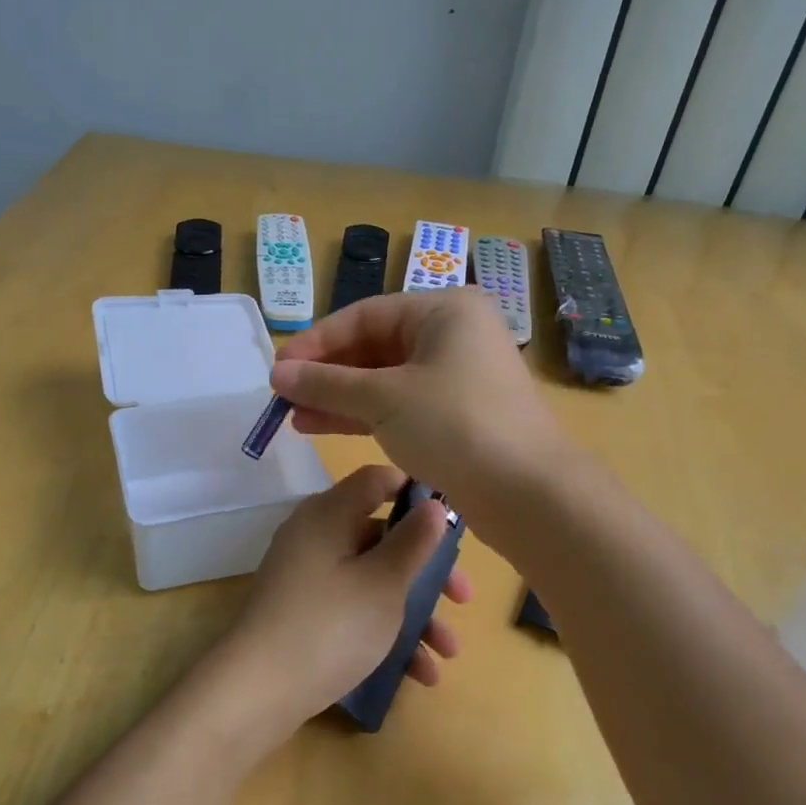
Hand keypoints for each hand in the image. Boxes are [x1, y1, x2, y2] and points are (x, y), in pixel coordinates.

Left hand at [204, 465, 468, 743]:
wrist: (256, 692)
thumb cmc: (330, 626)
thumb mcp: (383, 583)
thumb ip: (413, 541)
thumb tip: (433, 504)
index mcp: (329, 514)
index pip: (377, 481)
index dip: (416, 492)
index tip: (453, 519)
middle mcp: (315, 536)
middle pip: (380, 536)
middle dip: (427, 570)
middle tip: (463, 599)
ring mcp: (306, 577)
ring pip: (371, 580)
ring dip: (414, 613)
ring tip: (448, 653)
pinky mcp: (303, 613)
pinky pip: (352, 609)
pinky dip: (385, 632)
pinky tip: (419, 675)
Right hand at [269, 288, 562, 508]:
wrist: (528, 493)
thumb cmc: (455, 425)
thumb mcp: (384, 399)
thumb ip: (327, 383)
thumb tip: (277, 373)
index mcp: (444, 312)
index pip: (365, 315)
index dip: (317, 341)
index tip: (279, 367)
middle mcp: (452, 336)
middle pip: (374, 346)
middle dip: (326, 373)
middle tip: (283, 395)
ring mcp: (455, 378)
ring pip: (384, 380)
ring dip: (338, 396)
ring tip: (292, 415)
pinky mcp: (455, 416)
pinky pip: (398, 405)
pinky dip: (362, 415)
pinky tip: (321, 426)